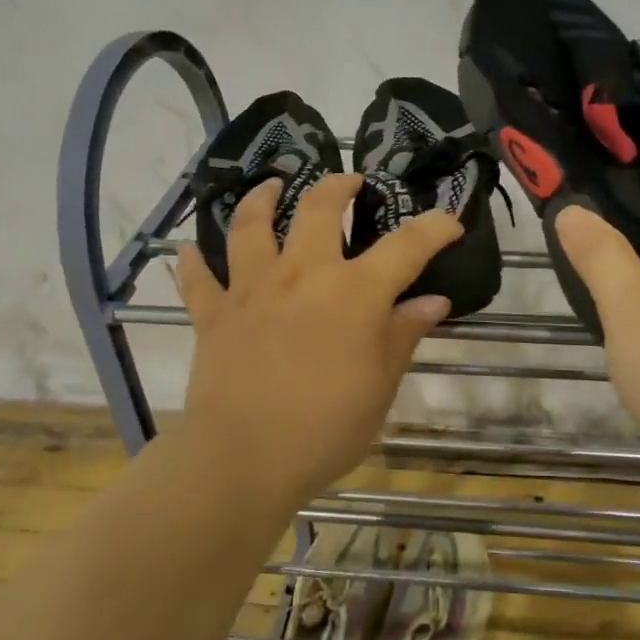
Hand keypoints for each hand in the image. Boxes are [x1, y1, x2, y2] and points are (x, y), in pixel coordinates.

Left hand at [174, 173, 463, 507]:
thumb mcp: (380, 387)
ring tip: (271, 186)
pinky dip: (193, 262)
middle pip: (318, 209)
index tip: (450, 221)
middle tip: (350, 181)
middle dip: (338, 186)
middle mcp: (302, 275)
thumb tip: (433, 302)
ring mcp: (252, 289)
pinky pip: (199, 279)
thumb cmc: (325, 428)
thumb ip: (404, 335)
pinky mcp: (213, 314)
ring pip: (252, 225)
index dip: (434, 228)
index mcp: (353, 293)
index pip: (405, 246)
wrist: (243, 458)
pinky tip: (189, 251)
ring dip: (262, 199)